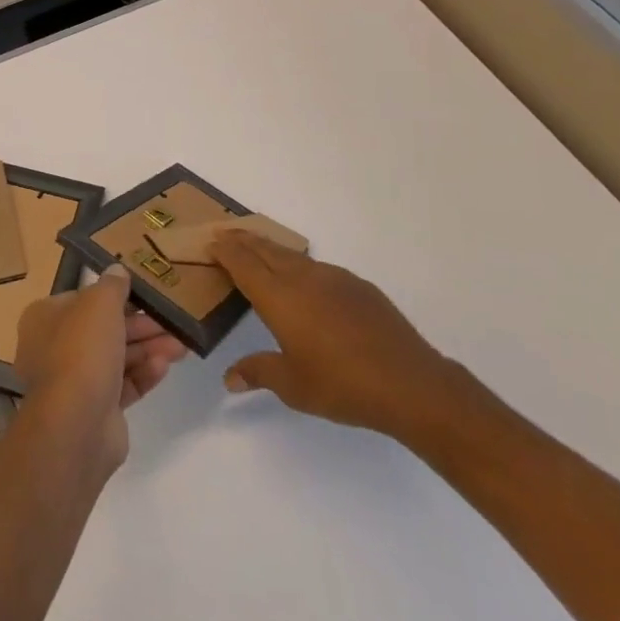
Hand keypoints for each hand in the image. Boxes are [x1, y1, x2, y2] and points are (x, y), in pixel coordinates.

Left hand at [14, 265, 187, 472]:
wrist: (77, 425)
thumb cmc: (82, 350)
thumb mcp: (100, 303)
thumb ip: (112, 285)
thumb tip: (117, 270)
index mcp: (45, 318)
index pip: (82, 299)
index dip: (113, 295)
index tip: (142, 293)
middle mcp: (55, 348)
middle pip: (103, 330)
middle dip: (140, 325)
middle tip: (171, 321)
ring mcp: (75, 383)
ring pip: (117, 358)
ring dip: (148, 349)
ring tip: (181, 345)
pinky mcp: (96, 410)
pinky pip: (123, 386)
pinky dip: (143, 374)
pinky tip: (164, 366)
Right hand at [211, 230, 471, 446]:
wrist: (409, 383)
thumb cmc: (342, 385)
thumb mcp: (293, 386)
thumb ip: (258, 373)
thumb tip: (229, 378)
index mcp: (279, 297)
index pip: (243, 263)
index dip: (225, 250)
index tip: (210, 241)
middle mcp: (302, 278)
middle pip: (265, 249)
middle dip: (243, 240)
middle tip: (225, 234)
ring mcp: (332, 277)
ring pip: (292, 255)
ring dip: (270, 248)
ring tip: (258, 249)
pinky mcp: (357, 285)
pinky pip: (317, 267)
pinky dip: (299, 264)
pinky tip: (304, 280)